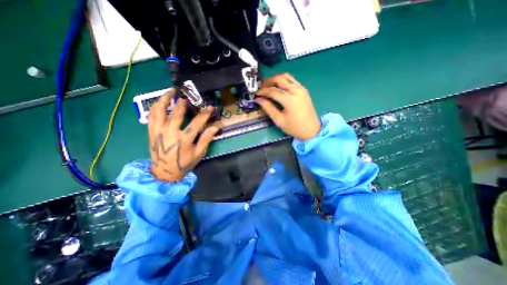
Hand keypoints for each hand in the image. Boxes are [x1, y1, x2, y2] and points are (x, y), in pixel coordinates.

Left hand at [147, 89, 217, 181]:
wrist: (164, 172)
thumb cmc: (184, 163)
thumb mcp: (199, 153)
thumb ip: (206, 139)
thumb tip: (216, 126)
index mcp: (184, 140)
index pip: (197, 123)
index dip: (205, 114)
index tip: (210, 107)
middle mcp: (169, 133)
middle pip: (176, 113)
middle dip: (183, 103)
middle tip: (188, 95)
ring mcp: (158, 131)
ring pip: (159, 111)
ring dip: (165, 99)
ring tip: (171, 91)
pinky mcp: (151, 131)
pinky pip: (151, 115)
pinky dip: (156, 106)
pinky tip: (161, 101)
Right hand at [258, 72, 320, 139]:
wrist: (312, 130)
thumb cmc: (294, 128)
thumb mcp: (279, 120)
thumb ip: (268, 108)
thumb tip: (258, 99)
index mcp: (290, 99)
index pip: (272, 91)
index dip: (262, 91)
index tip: (255, 94)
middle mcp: (296, 90)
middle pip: (279, 79)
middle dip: (268, 82)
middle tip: (261, 88)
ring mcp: (301, 88)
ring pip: (286, 77)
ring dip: (275, 80)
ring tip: (268, 87)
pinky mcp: (304, 90)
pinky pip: (292, 80)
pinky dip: (283, 81)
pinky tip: (278, 88)